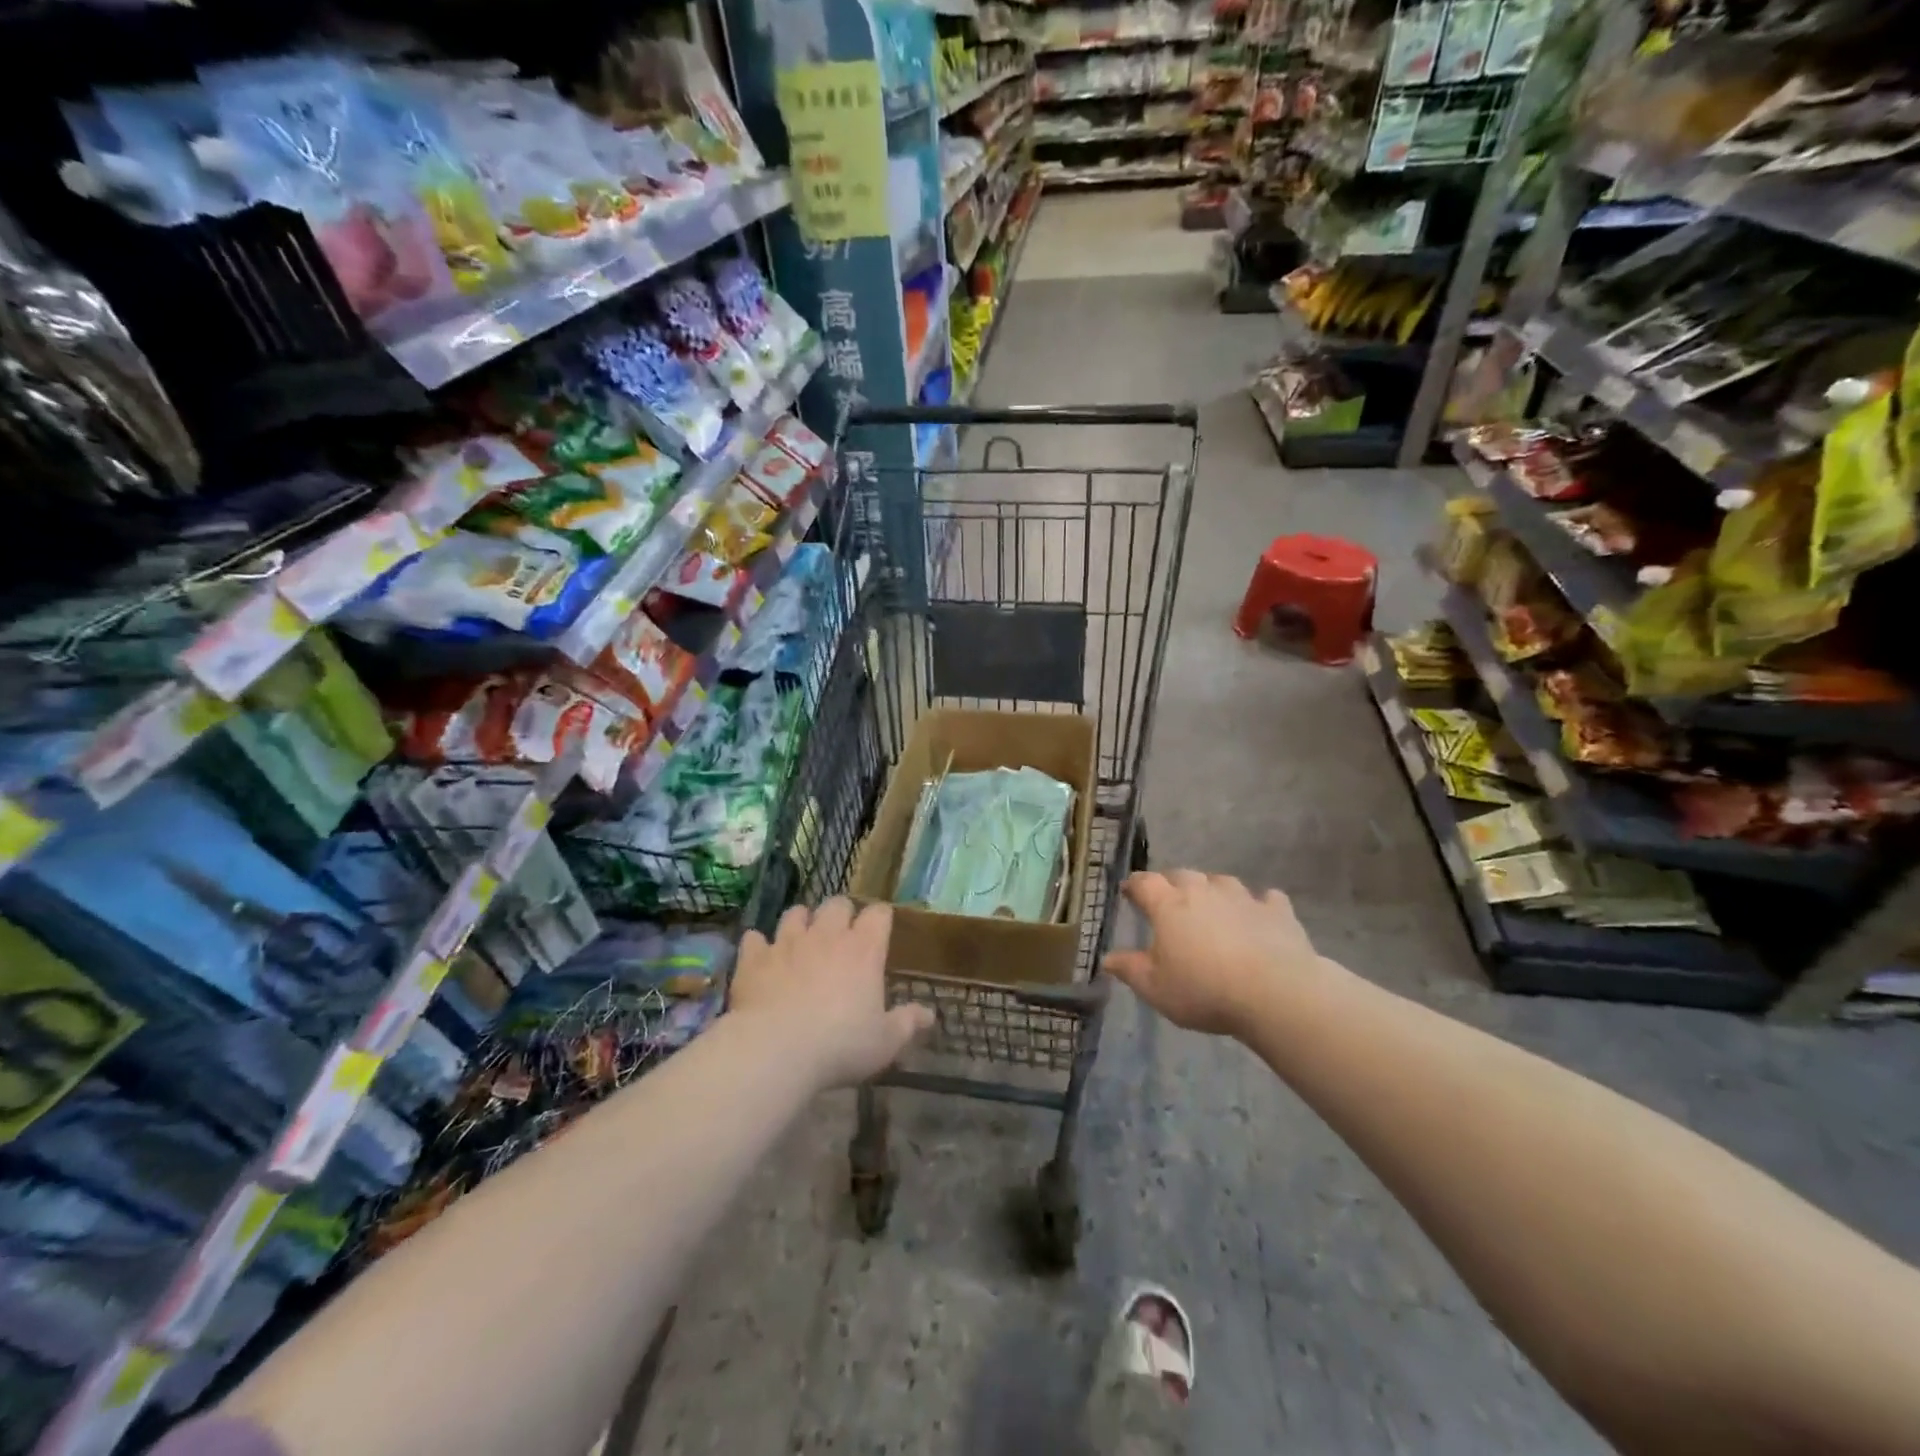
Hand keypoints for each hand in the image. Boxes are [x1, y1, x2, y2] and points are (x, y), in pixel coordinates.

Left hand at [729, 899, 933, 1089]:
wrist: (776, 1050)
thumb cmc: (841, 1045)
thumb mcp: (885, 1042)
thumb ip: (908, 1023)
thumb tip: (930, 1014)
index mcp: (864, 949)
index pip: (878, 914)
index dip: (880, 918)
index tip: (880, 930)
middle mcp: (827, 935)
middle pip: (837, 904)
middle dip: (841, 914)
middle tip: (841, 935)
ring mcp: (787, 942)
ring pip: (795, 913)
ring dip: (801, 922)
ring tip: (801, 939)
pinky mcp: (755, 958)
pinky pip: (755, 938)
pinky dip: (759, 945)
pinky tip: (761, 957)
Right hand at [1103, 871, 1327, 1038]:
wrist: (1275, 993)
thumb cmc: (1204, 990)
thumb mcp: (1156, 988)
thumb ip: (1130, 970)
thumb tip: (1107, 959)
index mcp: (1169, 905)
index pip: (1144, 883)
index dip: (1134, 885)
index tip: (1129, 892)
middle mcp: (1203, 891)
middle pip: (1182, 875)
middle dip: (1171, 884)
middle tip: (1169, 901)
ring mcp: (1242, 897)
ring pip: (1221, 881)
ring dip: (1212, 889)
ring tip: (1211, 906)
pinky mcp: (1276, 911)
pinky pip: (1265, 898)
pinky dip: (1258, 904)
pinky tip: (1258, 915)